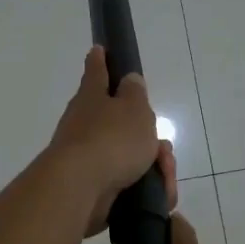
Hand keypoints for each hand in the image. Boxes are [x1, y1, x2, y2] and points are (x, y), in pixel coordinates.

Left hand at [47, 46, 175, 236]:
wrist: (80, 190)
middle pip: (120, 122)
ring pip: (127, 154)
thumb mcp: (134, 109)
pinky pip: (126, 181)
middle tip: (163, 150)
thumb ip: (135, 93)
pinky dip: (144, 186)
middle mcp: (84, 122)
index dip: (100, 60)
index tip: (98, 49)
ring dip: (151, 164)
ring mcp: (86, 155)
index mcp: (92, 97)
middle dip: (147, 136)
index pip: (97, 71)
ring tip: (165, 176)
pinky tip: (159, 194)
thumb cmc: (111, 140)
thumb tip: (128, 79)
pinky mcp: (92, 185)